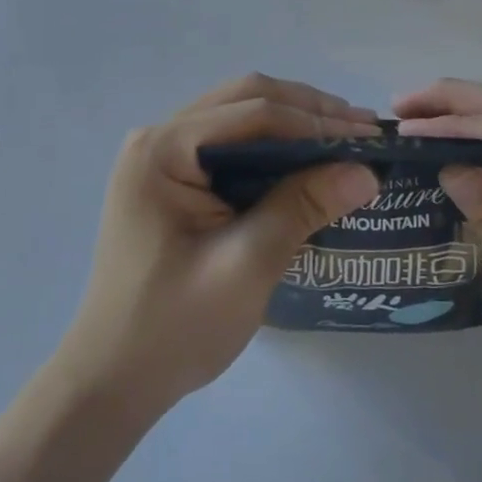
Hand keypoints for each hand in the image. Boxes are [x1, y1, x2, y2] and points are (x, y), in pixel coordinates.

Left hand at [53, 74, 381, 416]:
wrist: (112, 381)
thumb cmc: (173, 328)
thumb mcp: (246, 266)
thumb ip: (301, 208)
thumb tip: (366, 170)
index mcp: (162, 149)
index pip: (252, 113)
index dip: (316, 121)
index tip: (369, 136)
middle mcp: (158, 138)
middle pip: (245, 100)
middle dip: (308, 111)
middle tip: (364, 128)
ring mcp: (161, 155)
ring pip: (239, 117)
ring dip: (293, 122)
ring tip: (346, 136)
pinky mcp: (171, 177)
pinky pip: (230, 143)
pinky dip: (272, 145)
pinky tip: (306, 158)